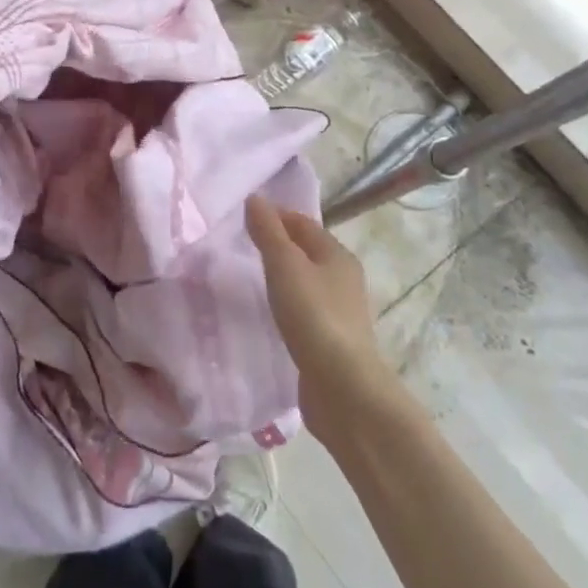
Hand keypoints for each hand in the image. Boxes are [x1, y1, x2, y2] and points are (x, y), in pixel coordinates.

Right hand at [245, 196, 390, 435]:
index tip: (245, 216)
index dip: (276, 215)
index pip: (303, 223)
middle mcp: (344, 278)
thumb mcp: (285, 266)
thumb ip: (268, 232)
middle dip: (280, 244)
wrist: (343, 388)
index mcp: (337, 255)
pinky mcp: (332, 341)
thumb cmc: (314, 317)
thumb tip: (255, 199)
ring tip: (252, 277)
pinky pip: (306, 310)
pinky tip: (271, 314)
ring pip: (307, 281)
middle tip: (243, 245)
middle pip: (308, 251)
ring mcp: (340, 312)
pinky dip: (288, 303)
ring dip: (284, 275)